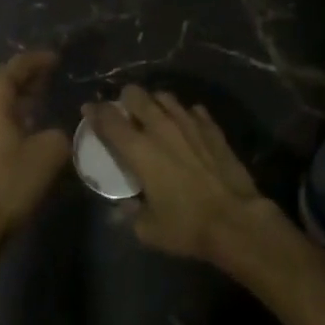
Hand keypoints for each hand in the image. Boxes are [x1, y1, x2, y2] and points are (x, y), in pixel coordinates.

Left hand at [0, 51, 70, 243]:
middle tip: (44, 81)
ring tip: (31, 107)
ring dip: (7, 98)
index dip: (38, 60)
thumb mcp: (48, 154)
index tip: (56, 59)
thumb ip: (57, 133)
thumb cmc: (8, 183)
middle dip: (20, 76)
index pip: (16, 65)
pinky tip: (11, 133)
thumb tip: (53, 132)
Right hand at [86, 86, 273, 262]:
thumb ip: (131, 212)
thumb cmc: (186, 226)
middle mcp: (161, 127)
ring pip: (165, 97)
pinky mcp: (212, 127)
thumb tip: (126, 203)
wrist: (235, 220)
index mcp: (139, 149)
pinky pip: (193, 110)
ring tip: (155, 114)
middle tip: (124, 111)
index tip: (89, 110)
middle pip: (136, 95)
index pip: (109, 120)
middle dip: (125, 99)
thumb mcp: (148, 229)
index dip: (95, 112)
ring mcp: (189, 123)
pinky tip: (186, 126)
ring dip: (155, 102)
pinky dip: (185, 115)